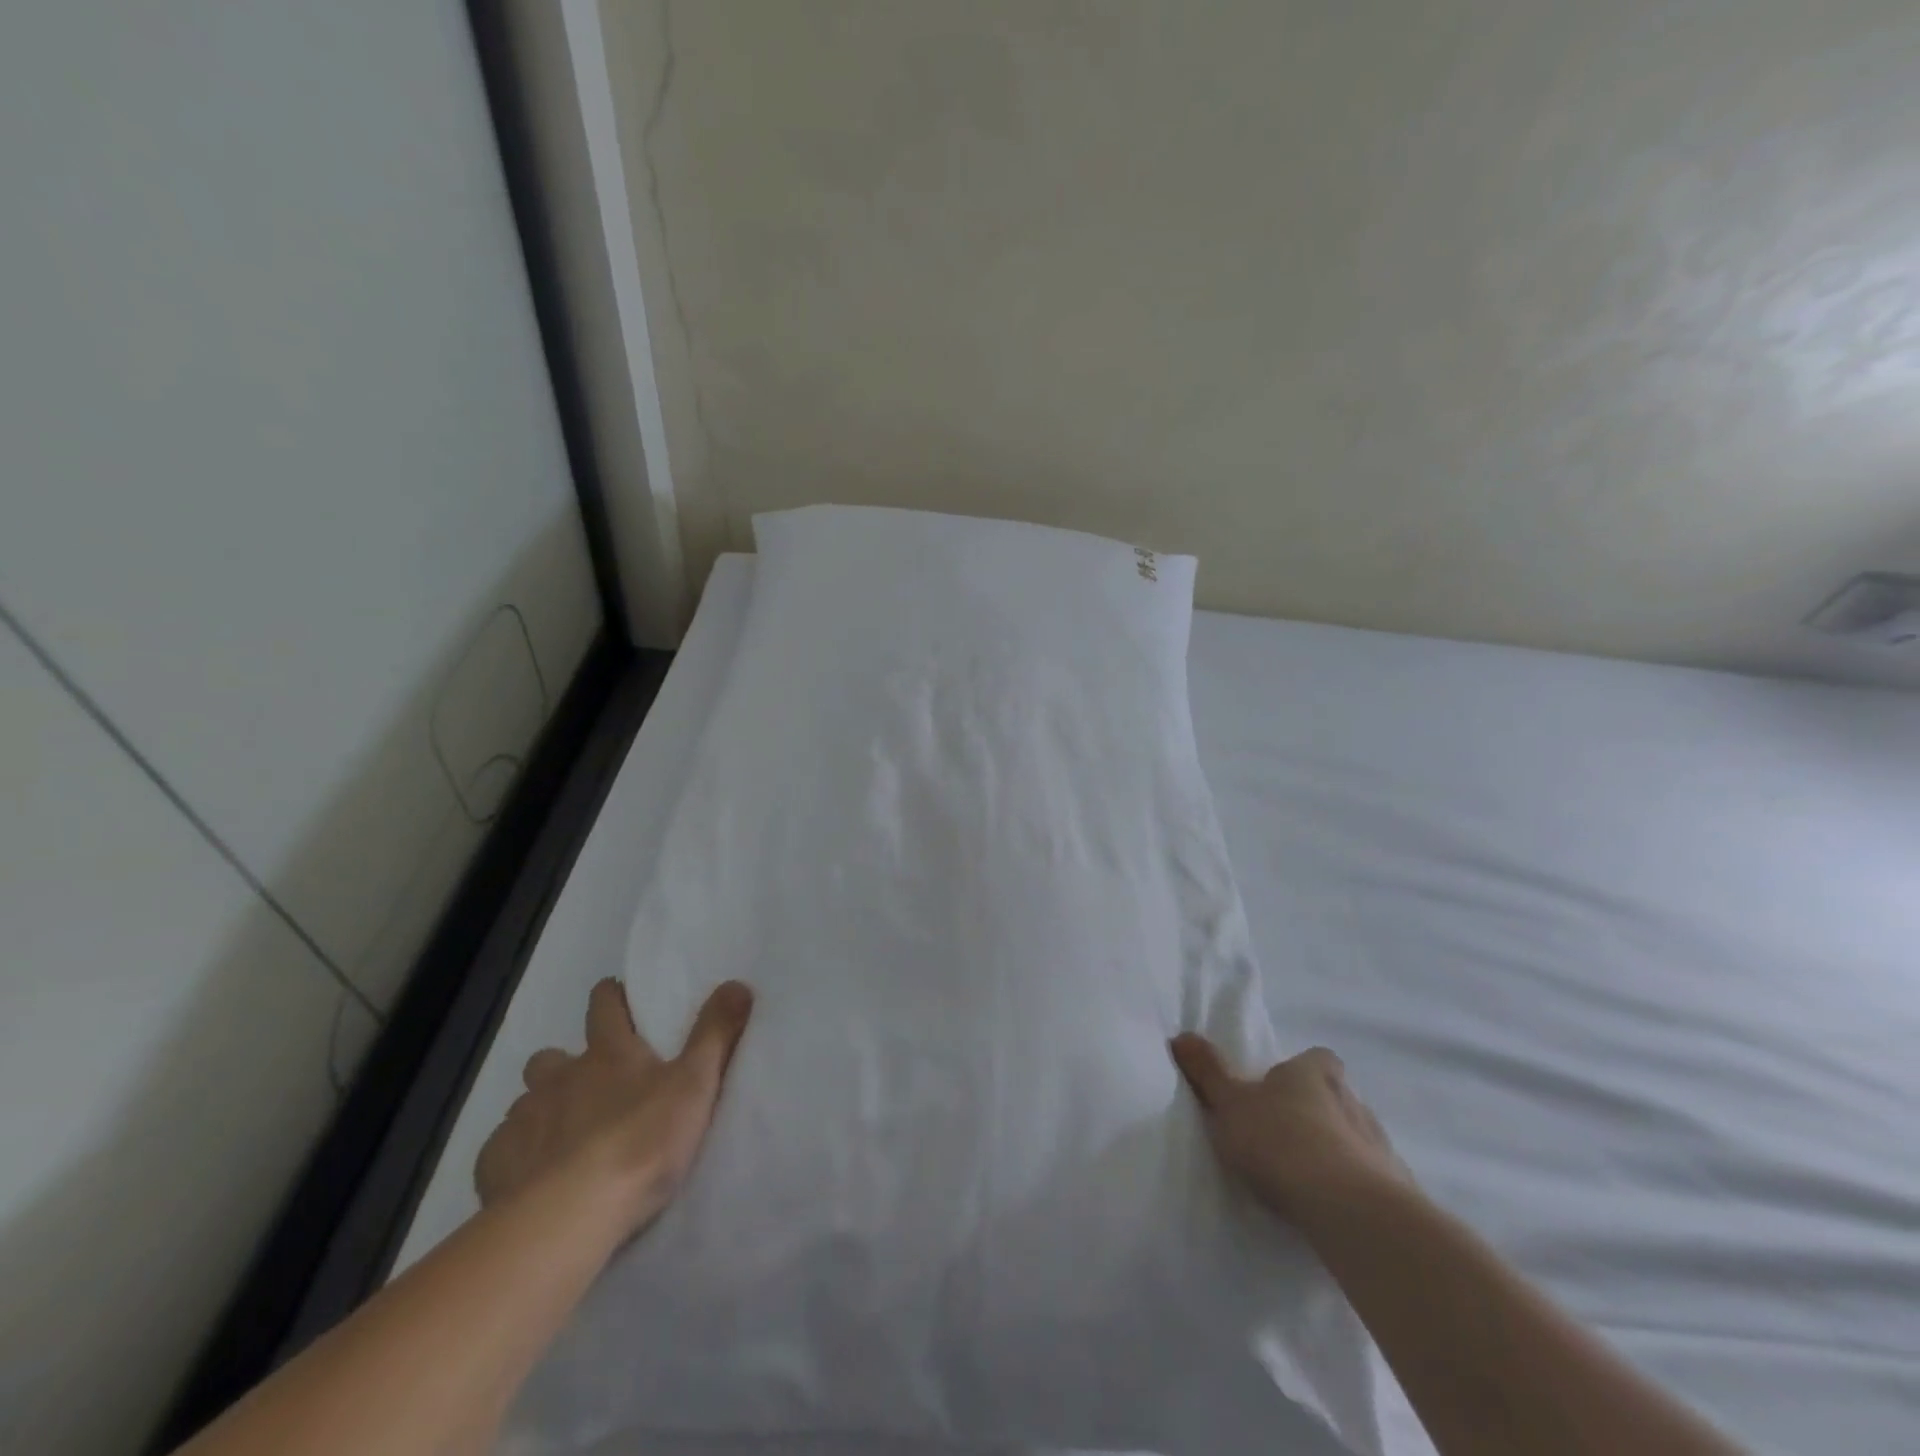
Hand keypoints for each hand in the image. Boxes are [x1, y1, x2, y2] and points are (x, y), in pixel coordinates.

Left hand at [475, 978, 753, 1238]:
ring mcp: (523, 1120)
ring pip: (526, 1103)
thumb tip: (738, 983)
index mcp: (608, 1053)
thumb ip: (715, 1033)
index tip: (617, 1000)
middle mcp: (559, 1077)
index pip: (604, 1005)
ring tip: (563, 1140)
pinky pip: (502, 1150)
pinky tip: (532, 1179)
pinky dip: (517, 1157)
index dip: (610, 997)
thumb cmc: (642, 1141)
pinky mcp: (494, 1165)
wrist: (572, 1214)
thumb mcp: (695, 1083)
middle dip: (564, 1066)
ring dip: (542, 1112)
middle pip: (551, 1057)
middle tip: (588, 1089)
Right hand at [1170, 1036, 1412, 1228]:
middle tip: (1284, 1137)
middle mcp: (1352, 1100)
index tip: (1280, 1090)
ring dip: (1336, 1153)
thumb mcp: (1229, 1103)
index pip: (1316, 1059)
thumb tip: (1181, 1035)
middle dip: (1316, 1114)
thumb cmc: (1280, 1140)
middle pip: (1336, 1099)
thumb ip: (1207, 1071)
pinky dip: (1353, 1190)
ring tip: (1305, 1180)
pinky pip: (1371, 1182)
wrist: (1347, 1208)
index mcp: (1314, 1072)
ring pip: (1355, 1140)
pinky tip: (1330, 1210)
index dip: (1301, 1071)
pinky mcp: (1397, 1191)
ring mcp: (1379, 1146)